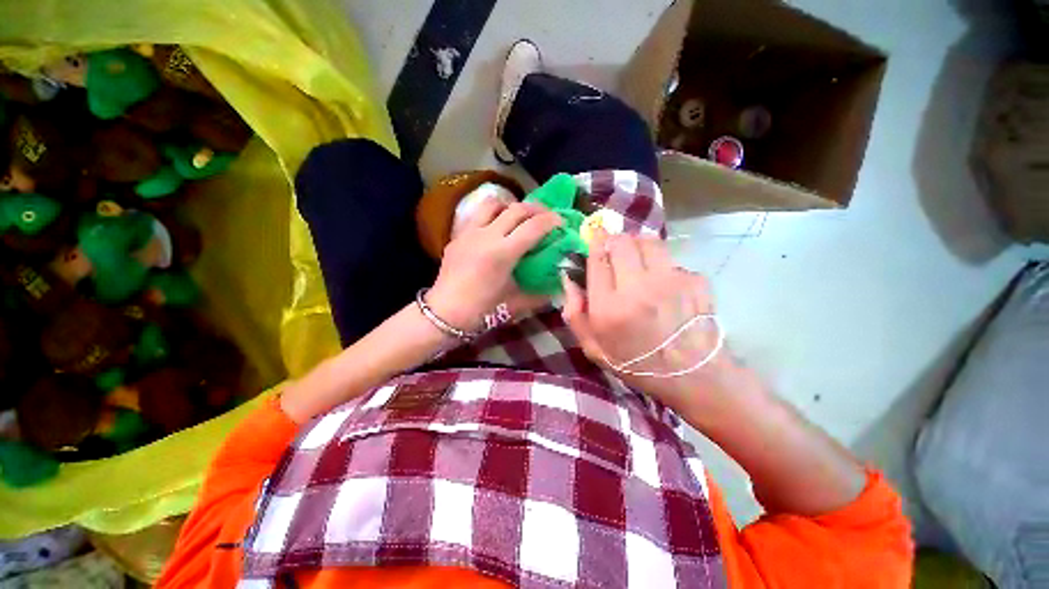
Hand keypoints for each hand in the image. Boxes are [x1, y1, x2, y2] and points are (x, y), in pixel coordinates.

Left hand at [427, 200, 559, 330]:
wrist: (445, 313)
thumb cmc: (483, 311)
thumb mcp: (517, 304)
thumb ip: (541, 294)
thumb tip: (560, 287)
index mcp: (503, 253)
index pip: (534, 227)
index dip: (552, 221)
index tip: (562, 222)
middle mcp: (487, 236)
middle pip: (517, 209)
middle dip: (537, 209)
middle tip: (547, 216)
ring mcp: (469, 232)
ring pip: (494, 204)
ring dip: (512, 206)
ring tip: (520, 217)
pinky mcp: (457, 235)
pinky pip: (478, 215)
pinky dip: (493, 214)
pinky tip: (496, 228)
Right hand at [561, 231, 726, 408]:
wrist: (692, 376)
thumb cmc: (636, 364)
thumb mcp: (593, 348)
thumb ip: (575, 314)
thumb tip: (568, 280)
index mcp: (609, 308)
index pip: (598, 259)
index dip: (594, 242)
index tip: (595, 236)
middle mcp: (638, 289)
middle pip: (622, 242)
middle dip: (615, 241)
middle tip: (615, 251)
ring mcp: (670, 282)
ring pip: (649, 241)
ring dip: (638, 245)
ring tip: (638, 260)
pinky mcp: (695, 280)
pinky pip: (671, 259)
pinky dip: (663, 265)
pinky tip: (664, 283)